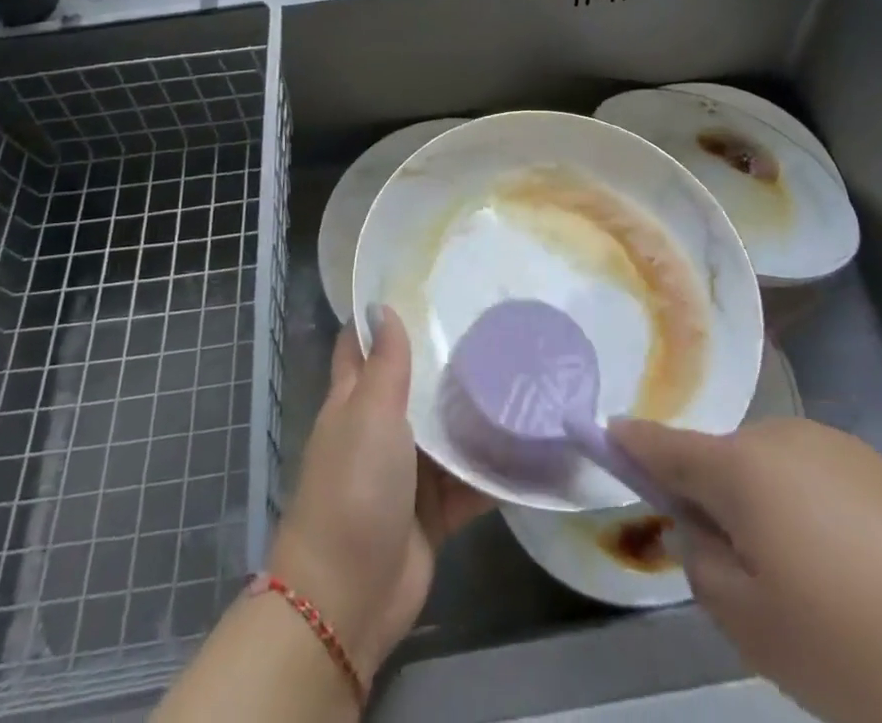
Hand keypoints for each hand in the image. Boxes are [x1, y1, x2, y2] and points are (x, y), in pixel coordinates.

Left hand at [268, 305, 492, 681]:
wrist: (348, 597)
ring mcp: (408, 472)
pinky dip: (495, 469)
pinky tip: (533, 444)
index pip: (362, 345)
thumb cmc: (353, 487)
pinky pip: (470, 481)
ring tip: (525, 372)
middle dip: (446, 358)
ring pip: (447, 431)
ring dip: (477, 412)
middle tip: (494, 321)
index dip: (383, 315)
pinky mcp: (435, 510)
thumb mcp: (369, 413)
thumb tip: (381, 306)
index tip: (423, 284)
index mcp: (355, 400)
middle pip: (414, 384)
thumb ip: (384, 364)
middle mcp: (380, 429)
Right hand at [611, 416, 881, 720]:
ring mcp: (837, 447)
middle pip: (722, 464)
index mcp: (740, 464)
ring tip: (820, 603)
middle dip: (717, 509)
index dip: (629, 444)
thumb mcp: (755, 625)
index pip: (663, 443)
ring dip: (771, 521)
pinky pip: (819, 487)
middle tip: (751, 591)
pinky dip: (816, 525)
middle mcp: (782, 435)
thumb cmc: (862, 644)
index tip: (603, 437)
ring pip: (773, 478)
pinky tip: (865, 590)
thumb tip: (699, 529)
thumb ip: (702, 565)